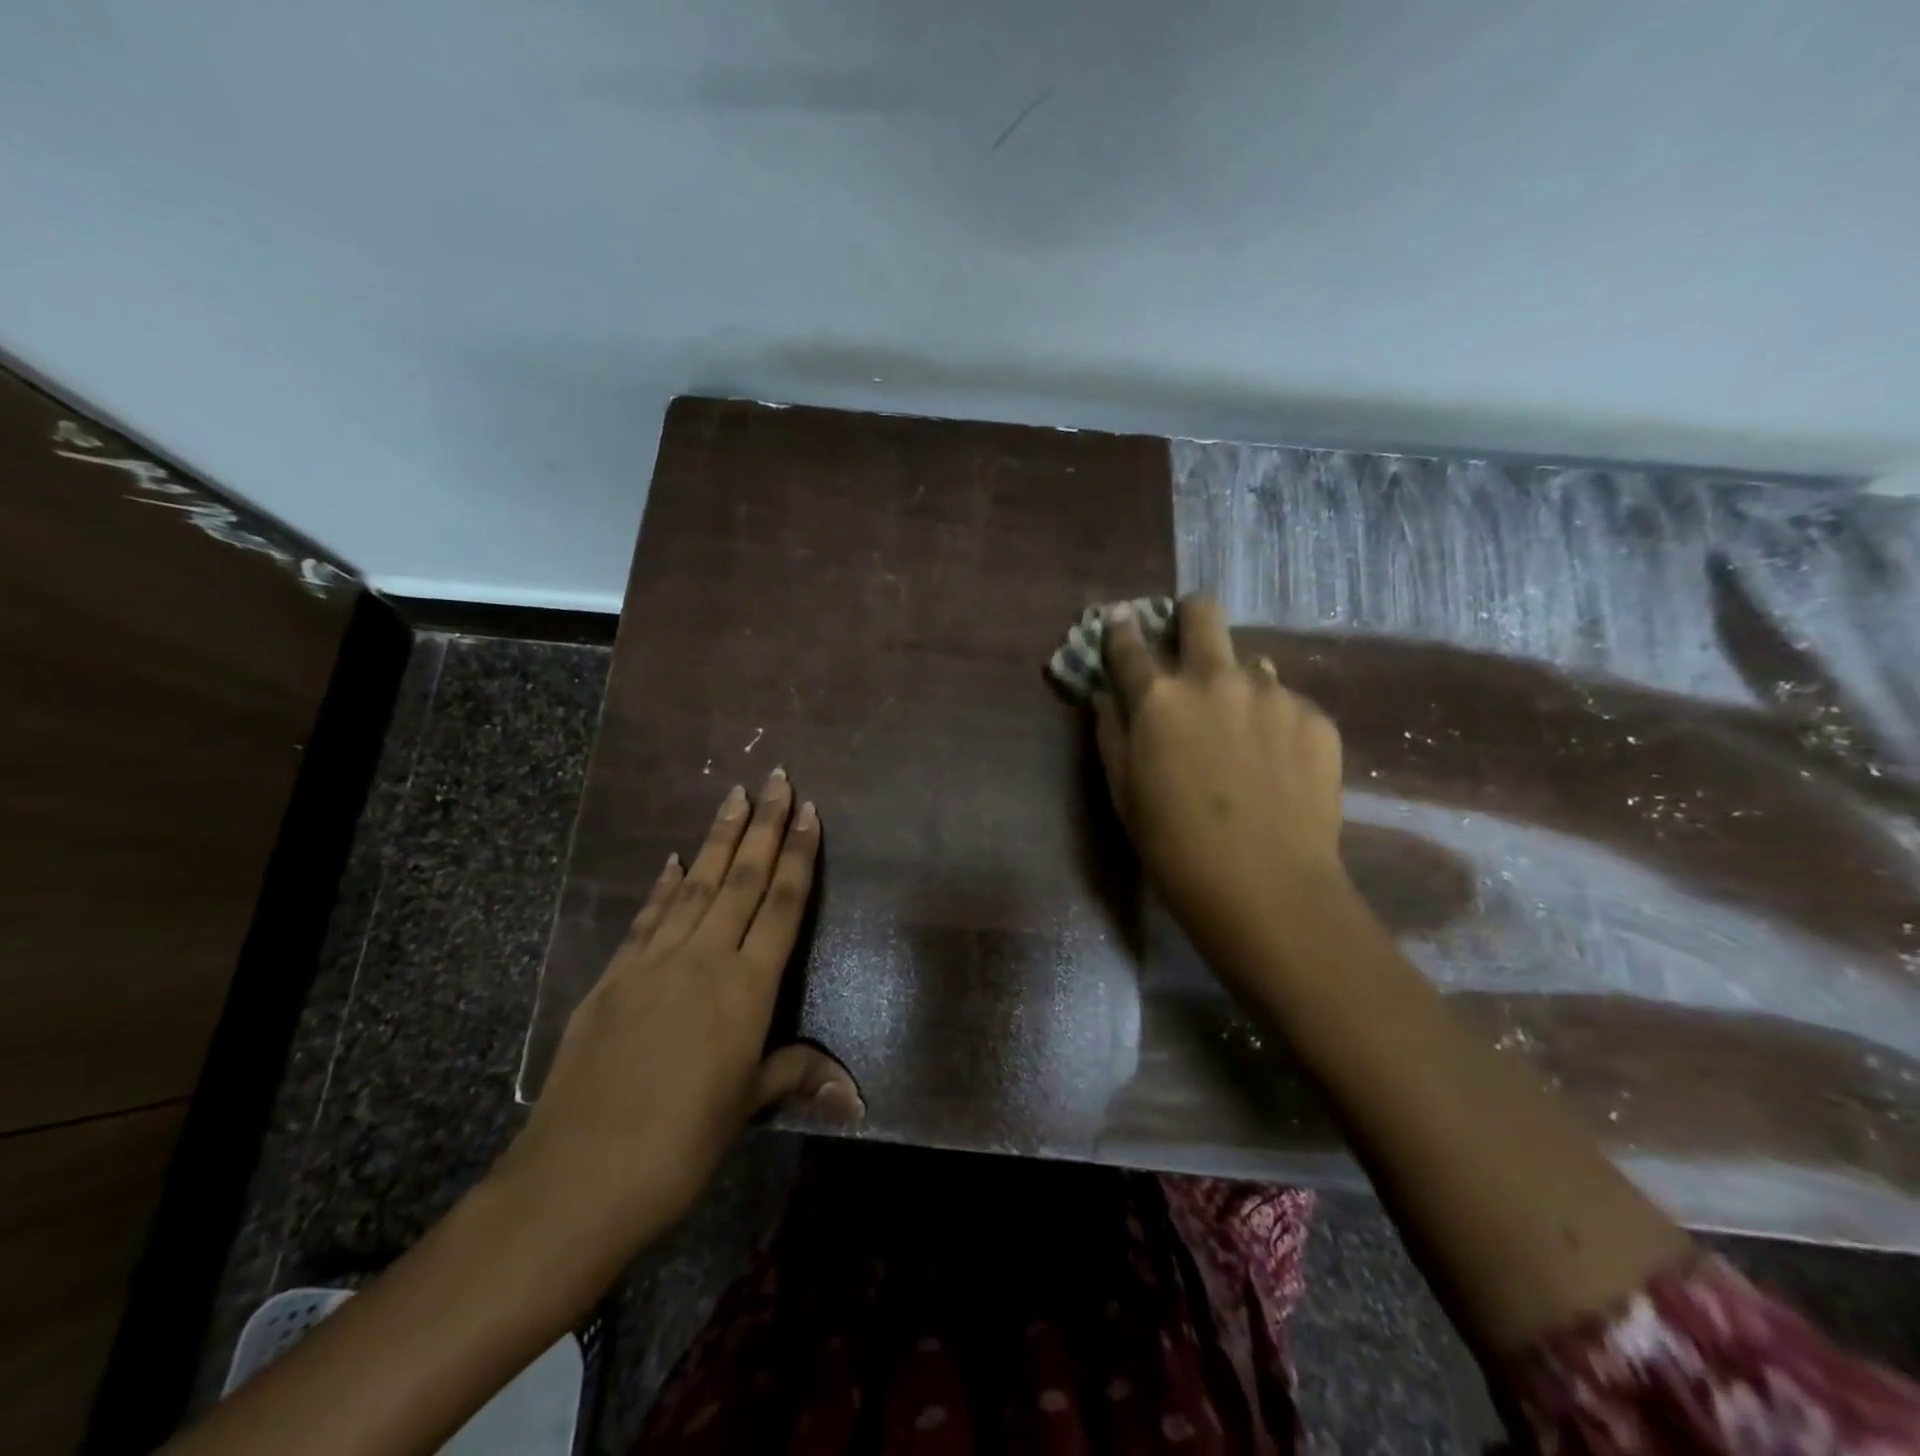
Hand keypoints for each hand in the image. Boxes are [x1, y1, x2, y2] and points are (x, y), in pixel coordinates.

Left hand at [495, 771, 859, 1263]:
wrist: (578, 1178)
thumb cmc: (681, 1146)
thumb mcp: (745, 1108)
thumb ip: (794, 1076)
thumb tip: (855, 1096)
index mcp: (746, 988)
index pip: (783, 905)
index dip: (800, 855)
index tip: (809, 811)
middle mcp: (704, 960)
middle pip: (742, 879)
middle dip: (764, 826)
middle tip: (777, 779)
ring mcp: (653, 963)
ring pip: (693, 885)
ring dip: (717, 839)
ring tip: (733, 797)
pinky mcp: (612, 977)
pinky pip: (646, 918)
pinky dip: (661, 885)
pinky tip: (669, 860)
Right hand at [1095, 595, 1349, 969]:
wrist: (1266, 889)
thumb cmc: (1174, 847)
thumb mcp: (1123, 793)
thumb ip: (1111, 732)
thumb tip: (1107, 695)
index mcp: (1158, 699)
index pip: (1128, 644)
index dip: (1120, 630)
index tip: (1120, 623)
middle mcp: (1214, 679)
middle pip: (1202, 613)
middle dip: (1188, 616)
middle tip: (1187, 642)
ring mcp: (1272, 694)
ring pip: (1250, 662)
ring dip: (1236, 682)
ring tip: (1240, 732)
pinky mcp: (1316, 718)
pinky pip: (1287, 702)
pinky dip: (1274, 721)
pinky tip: (1275, 765)